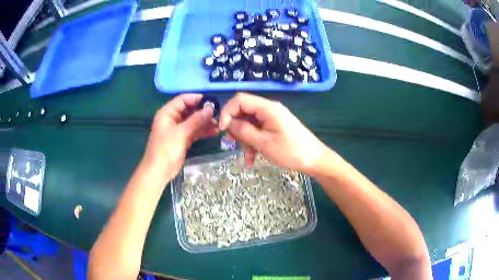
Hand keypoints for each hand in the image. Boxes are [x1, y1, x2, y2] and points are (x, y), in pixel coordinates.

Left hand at [141, 94, 217, 185]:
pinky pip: (194, 131)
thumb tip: (210, 109)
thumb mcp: (181, 133)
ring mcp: (178, 129)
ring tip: (218, 124)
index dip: (196, 98)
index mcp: (167, 113)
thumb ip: (196, 120)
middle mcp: (172, 119)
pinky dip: (202, 131)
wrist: (159, 171)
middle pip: (189, 110)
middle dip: (202, 111)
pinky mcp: (182, 139)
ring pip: (193, 121)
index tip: (211, 100)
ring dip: (204, 122)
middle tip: (218, 113)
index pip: (182, 100)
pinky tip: (214, 132)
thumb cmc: (166, 149)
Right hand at [219, 92, 326, 174]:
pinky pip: (258, 131)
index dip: (227, 112)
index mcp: (267, 108)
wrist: (314, 159)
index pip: (240, 99)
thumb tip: (227, 123)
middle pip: (243, 112)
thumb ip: (243, 131)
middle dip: (236, 129)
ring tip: (249, 157)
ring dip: (245, 140)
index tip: (222, 129)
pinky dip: (253, 143)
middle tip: (233, 144)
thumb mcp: (263, 142)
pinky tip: (253, 159)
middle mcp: (269, 110)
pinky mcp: (274, 127)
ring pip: (249, 124)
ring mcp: (272, 119)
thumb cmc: (290, 151)